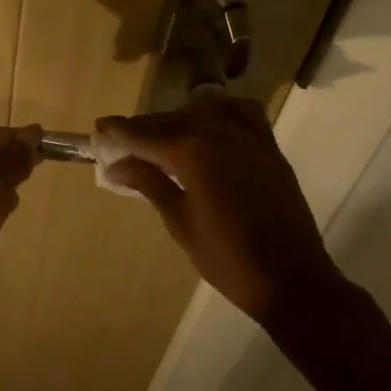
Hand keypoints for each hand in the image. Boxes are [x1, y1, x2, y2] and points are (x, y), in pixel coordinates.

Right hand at [99, 97, 343, 324]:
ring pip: (203, 112)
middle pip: (171, 120)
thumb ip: (150, 184)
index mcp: (192, 153)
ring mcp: (248, 137)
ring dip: (178, 119)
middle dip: (144, 128)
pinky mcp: (268, 147)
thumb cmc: (227, 259)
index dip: (120, 131)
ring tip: (162, 138)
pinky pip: (242, 112)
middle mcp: (219, 133)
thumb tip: (116, 165)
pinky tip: (209, 122)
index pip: (145, 134)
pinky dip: (221, 110)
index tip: (99, 129)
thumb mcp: (180, 223)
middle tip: (123, 142)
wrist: (291, 279)